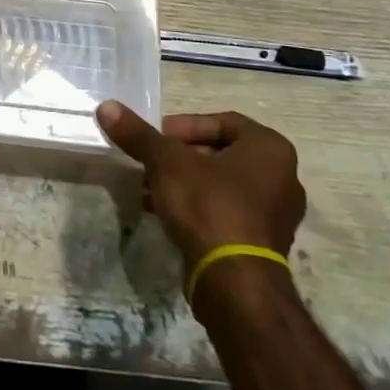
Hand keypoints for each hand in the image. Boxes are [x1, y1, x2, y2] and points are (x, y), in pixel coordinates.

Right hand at [96, 102, 305, 273]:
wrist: (234, 282)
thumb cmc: (209, 206)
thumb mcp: (166, 163)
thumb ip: (138, 134)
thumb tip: (106, 107)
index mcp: (270, 149)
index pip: (223, 121)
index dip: (184, 125)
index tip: (157, 138)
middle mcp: (283, 177)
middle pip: (221, 153)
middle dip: (180, 155)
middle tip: (150, 162)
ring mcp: (276, 214)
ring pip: (221, 183)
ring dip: (184, 181)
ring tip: (150, 188)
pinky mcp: (263, 243)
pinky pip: (226, 211)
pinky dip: (197, 206)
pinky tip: (164, 212)